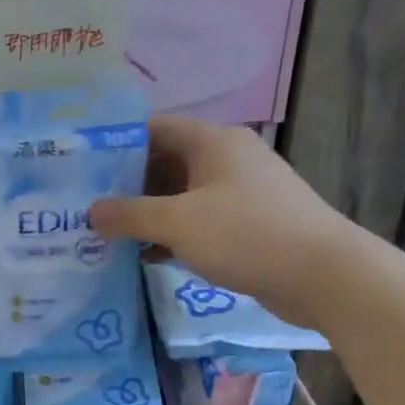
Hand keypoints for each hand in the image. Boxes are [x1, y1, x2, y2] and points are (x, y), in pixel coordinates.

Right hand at [90, 115, 368, 332]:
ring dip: (144, 213)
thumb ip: (130, 215)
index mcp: (212, 142)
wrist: (325, 276)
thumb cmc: (248, 235)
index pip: (153, 128)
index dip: (114, 142)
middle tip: (82, 204)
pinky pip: (195, 221)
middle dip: (123, 184)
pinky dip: (168, 234)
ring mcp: (237, 193)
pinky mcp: (245, 224)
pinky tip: (140, 256)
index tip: (79, 164)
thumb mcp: (178, 223)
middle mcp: (225, 159)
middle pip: (162, 162)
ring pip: (177, 195)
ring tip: (102, 232)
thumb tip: (90, 211)